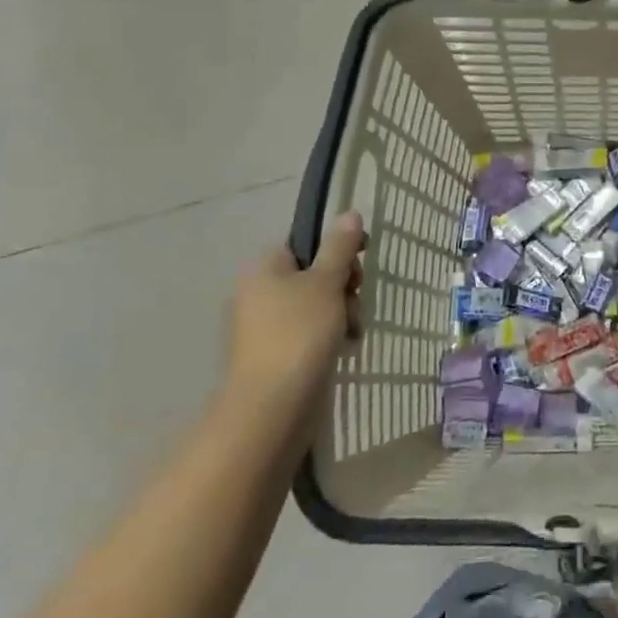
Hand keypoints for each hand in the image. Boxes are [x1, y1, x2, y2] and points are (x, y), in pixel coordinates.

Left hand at [225, 212, 364, 415]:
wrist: (273, 404)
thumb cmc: (299, 332)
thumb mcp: (326, 282)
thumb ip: (340, 247)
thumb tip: (349, 213)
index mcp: (264, 270)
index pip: (304, 245)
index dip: (336, 252)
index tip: (359, 265)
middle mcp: (258, 294)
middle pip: (313, 275)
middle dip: (343, 287)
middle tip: (355, 299)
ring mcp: (265, 328)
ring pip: (317, 306)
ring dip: (342, 313)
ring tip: (352, 331)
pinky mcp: (276, 356)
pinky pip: (310, 334)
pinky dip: (330, 337)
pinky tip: (344, 348)